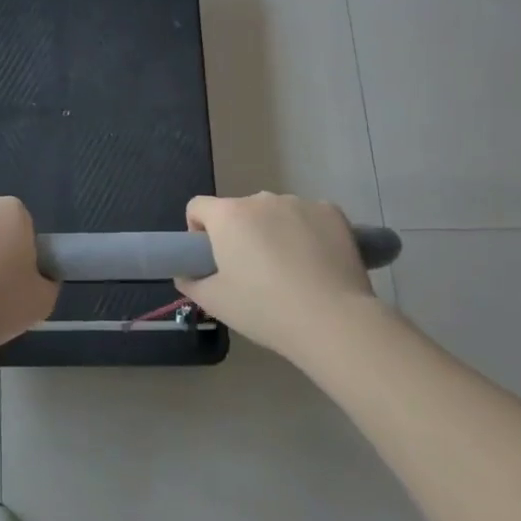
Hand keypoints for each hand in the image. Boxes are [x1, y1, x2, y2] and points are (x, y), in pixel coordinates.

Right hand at [176, 194, 378, 363]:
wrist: (333, 320)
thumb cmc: (265, 309)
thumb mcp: (214, 303)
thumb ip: (190, 282)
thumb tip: (187, 273)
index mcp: (228, 216)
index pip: (198, 207)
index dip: (198, 231)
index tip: (211, 258)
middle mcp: (261, 199)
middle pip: (239, 211)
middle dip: (240, 234)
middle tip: (252, 272)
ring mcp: (299, 203)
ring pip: (275, 214)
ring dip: (273, 231)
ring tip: (290, 271)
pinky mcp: (332, 212)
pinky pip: (309, 217)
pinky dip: (307, 232)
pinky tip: (317, 263)